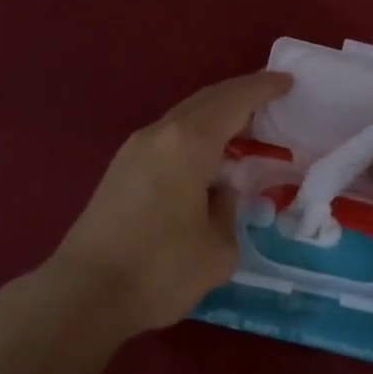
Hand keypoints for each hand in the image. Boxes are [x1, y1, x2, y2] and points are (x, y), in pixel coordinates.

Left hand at [48, 70, 294, 335]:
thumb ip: (228, 210)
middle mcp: (158, 134)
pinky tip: (206, 158)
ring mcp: (133, 150)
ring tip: (243, 130)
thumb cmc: (159, 270)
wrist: (84, 292)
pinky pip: (167, 137)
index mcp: (188, 143)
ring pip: (182, 118)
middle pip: (205, 100)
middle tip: (271, 100)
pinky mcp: (119, 170)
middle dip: (239, 95)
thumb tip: (218, 193)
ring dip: (214, 117)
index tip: (287, 81)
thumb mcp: (217, 249)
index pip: (233, 101)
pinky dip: (194, 136)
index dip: (262, 88)